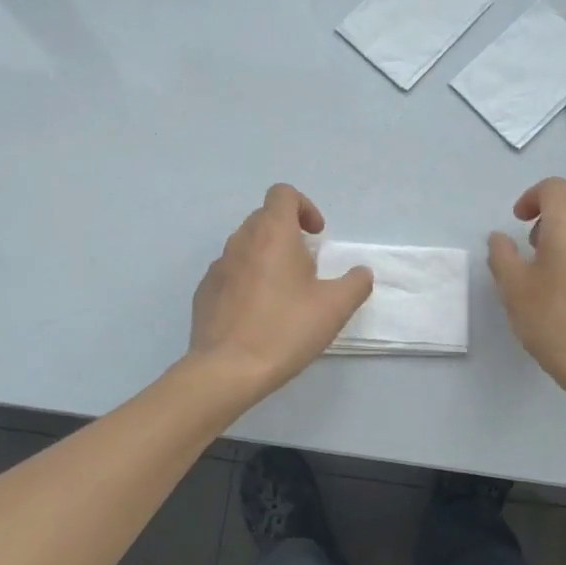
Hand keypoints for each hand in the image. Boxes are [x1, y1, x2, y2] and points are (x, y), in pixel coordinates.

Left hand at [188, 184, 373, 399]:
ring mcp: (218, 266)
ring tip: (283, 292)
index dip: (304, 207)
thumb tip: (361, 272)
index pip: (283, 194)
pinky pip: (230, 272)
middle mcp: (241, 241)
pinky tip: (258, 313)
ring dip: (266, 256)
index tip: (317, 236)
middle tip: (306, 266)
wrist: (227, 370)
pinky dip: (246, 279)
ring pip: (245, 245)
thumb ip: (355, 283)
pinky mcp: (204, 292)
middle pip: (264, 217)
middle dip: (287, 233)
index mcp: (272, 234)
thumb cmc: (285, 330)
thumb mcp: (335, 308)